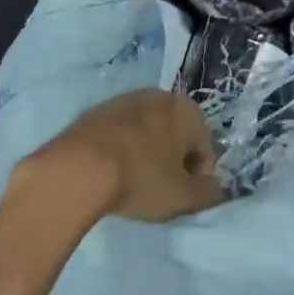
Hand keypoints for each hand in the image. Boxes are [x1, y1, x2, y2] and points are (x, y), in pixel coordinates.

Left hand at [34, 89, 224, 221]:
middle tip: (159, 190)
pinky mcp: (96, 110)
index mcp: (189, 111)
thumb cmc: (141, 179)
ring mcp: (126, 99)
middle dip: (172, 160)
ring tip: (132, 182)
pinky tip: (110, 172)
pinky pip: (120, 133)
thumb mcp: (182, 197)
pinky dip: (121, 149)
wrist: (78, 168)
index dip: (198, 177)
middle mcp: (161, 96)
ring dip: (146, 152)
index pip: (205, 149)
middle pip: (176, 135)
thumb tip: (215, 188)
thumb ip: (207, 193)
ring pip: (147, 131)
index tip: (183, 198)